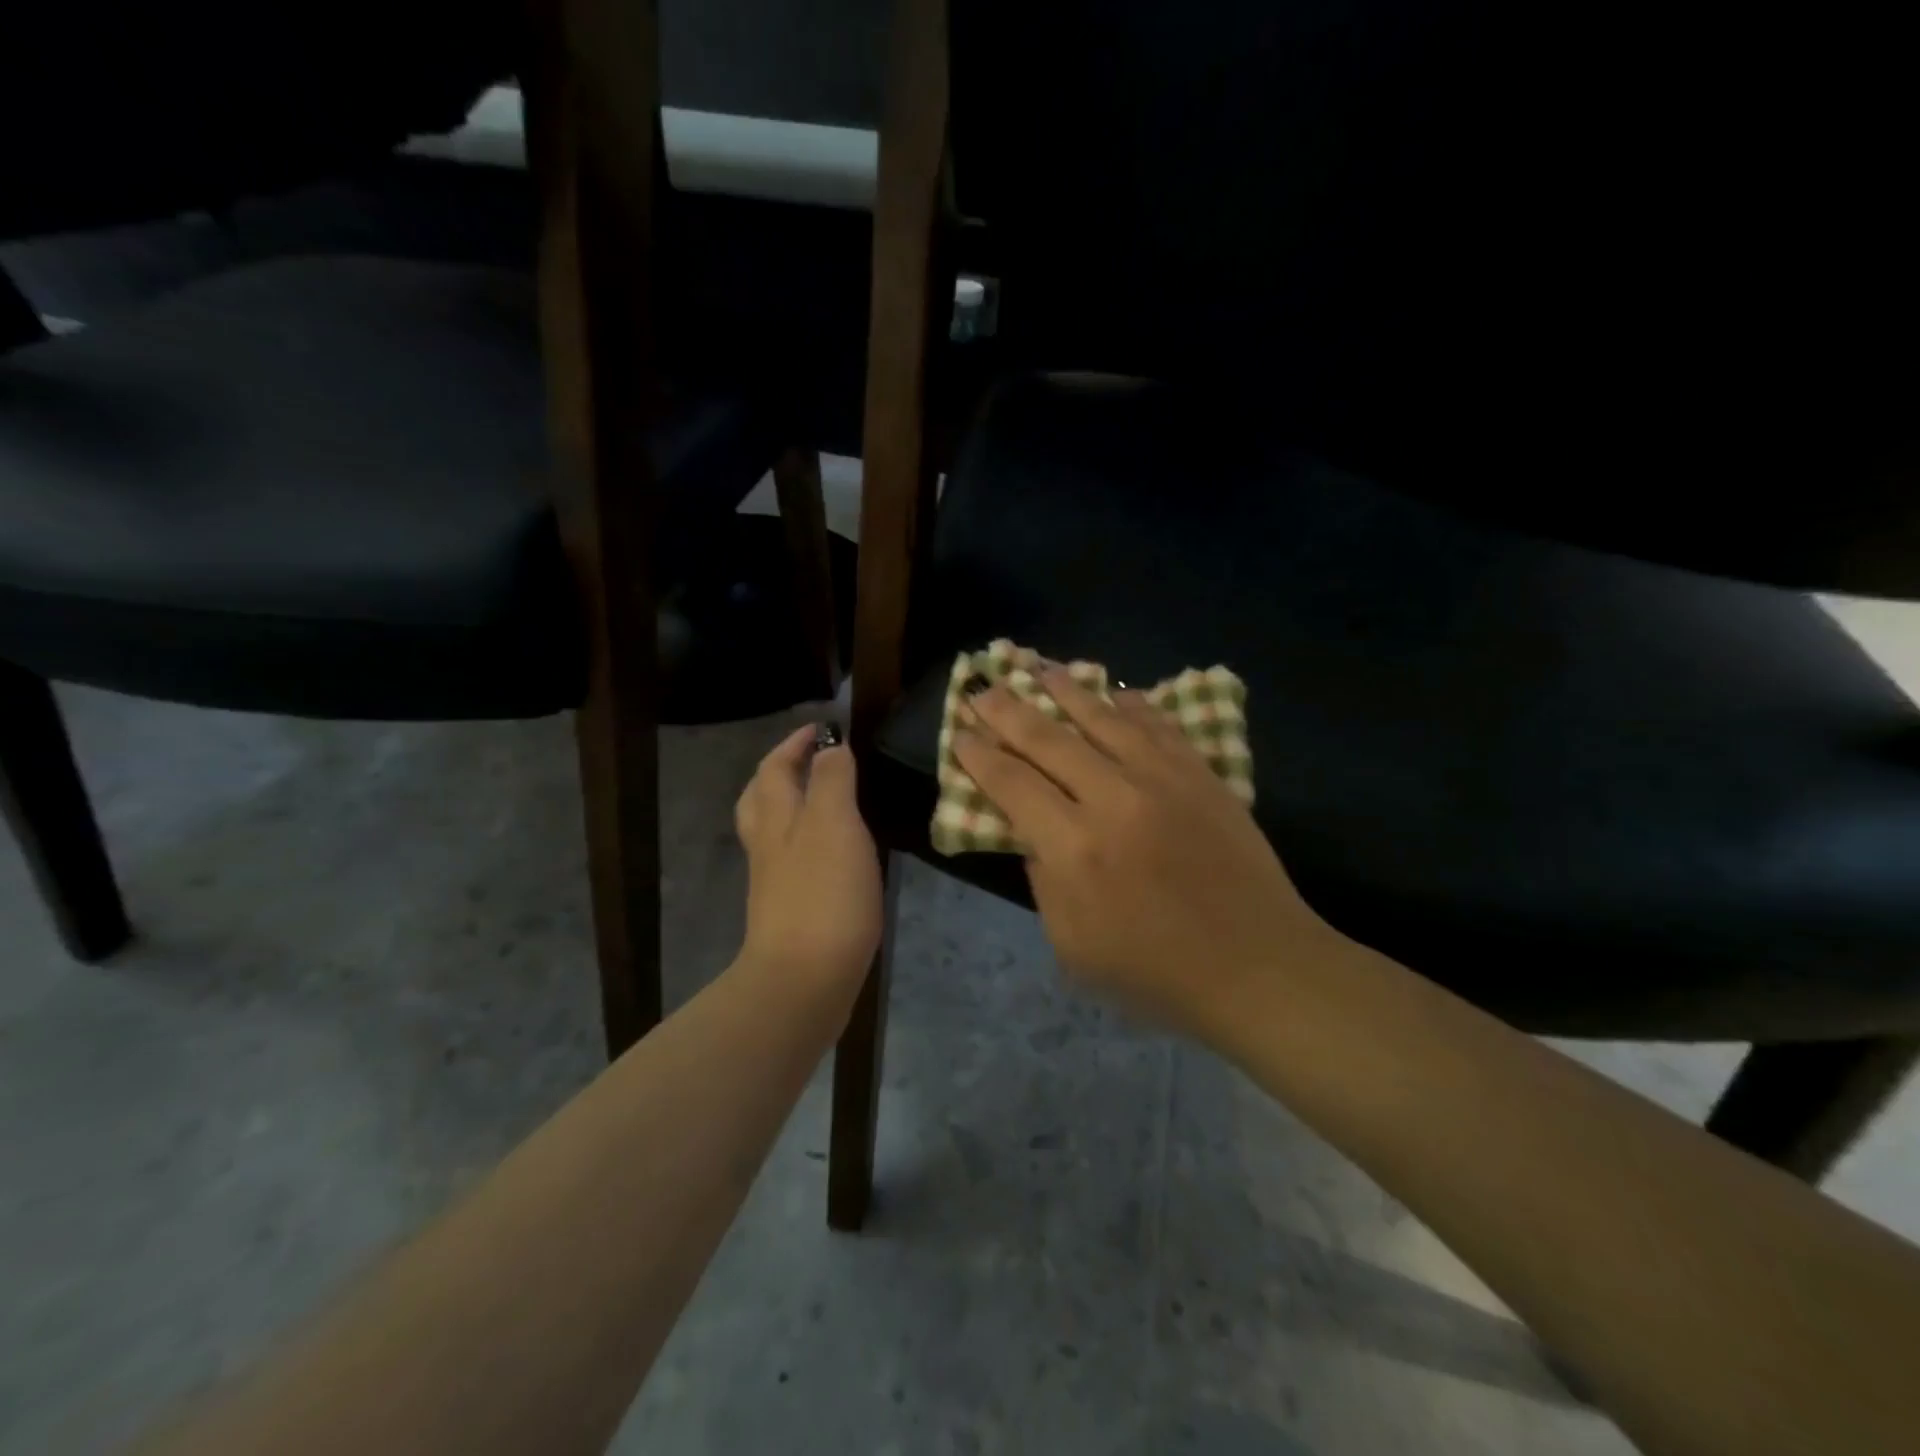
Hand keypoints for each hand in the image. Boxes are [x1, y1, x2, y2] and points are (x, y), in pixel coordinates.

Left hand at [734, 724, 882, 1020]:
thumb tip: (831, 748)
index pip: (776, 767)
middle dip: (780, 772)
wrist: (804, 980)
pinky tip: (829, 854)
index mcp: (777, 817)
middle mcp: (768, 845)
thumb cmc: (823, 894)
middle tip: (808, 760)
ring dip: (790, 806)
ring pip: (772, 830)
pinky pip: (790, 860)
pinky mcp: (788, 911)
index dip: (795, 744)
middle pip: (760, 798)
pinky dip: (804, 842)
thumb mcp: (834, 823)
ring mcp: (774, 881)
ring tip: (819, 801)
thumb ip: (832, 781)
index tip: (821, 729)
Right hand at [954, 670, 1343, 1041]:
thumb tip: (1034, 831)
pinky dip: (1133, 705)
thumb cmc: (1156, 972)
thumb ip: (1044, 881)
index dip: (980, 756)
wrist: (1257, 966)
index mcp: (1074, 847)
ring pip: (1103, 718)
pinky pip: (1159, 726)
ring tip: (1040, 667)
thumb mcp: (1073, 946)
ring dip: (1066, 690)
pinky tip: (1117, 692)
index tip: (960, 733)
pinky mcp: (1201, 774)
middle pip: (1047, 739)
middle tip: (984, 689)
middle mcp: (1113, 798)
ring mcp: (1162, 779)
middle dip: (1008, 710)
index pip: (1011, 784)